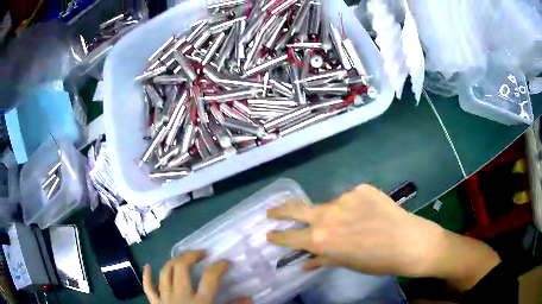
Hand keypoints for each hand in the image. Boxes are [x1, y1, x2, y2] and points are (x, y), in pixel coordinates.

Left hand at [143, 250, 251, 303]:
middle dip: (191, 256)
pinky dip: (147, 276)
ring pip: (165, 273)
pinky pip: (148, 288)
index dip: (218, 267)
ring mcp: (165, 298)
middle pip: (182, 268)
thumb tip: (249, 298)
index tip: (224, 261)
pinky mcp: (156, 303)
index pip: (210, 278)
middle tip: (201, 253)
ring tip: (182, 258)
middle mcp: (181, 296)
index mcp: (200, 302)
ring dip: (172, 262)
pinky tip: (148, 266)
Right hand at [267, 184, 499, 290]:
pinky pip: (350, 197)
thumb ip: (322, 259)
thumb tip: (304, 262)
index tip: (268, 234)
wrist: (409, 242)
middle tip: (270, 211)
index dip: (278, 236)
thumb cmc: (376, 261)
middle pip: (296, 209)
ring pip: (330, 205)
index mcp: (322, 238)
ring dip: (333, 214)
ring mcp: (345, 197)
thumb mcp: (346, 263)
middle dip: (280, 211)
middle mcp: (328, 215)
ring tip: (352, 224)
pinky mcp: (361, 188)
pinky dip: (353, 206)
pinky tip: (368, 215)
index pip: (290, 236)